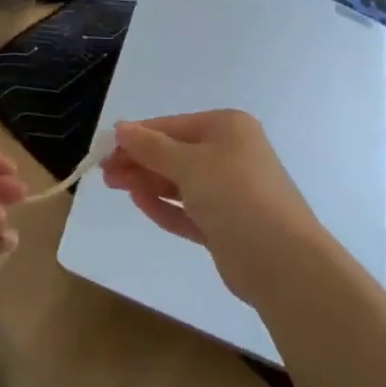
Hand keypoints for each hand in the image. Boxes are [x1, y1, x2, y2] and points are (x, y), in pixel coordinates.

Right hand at [100, 110, 325, 306]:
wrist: (281, 260)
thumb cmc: (235, 195)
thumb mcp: (189, 164)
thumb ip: (152, 147)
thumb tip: (121, 128)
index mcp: (228, 128)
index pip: (172, 126)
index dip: (137, 136)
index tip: (104, 148)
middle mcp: (231, 154)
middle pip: (174, 153)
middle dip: (139, 160)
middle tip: (104, 172)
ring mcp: (230, 191)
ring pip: (179, 182)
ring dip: (147, 181)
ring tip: (113, 185)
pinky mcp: (225, 225)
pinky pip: (188, 209)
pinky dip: (164, 205)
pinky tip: (139, 201)